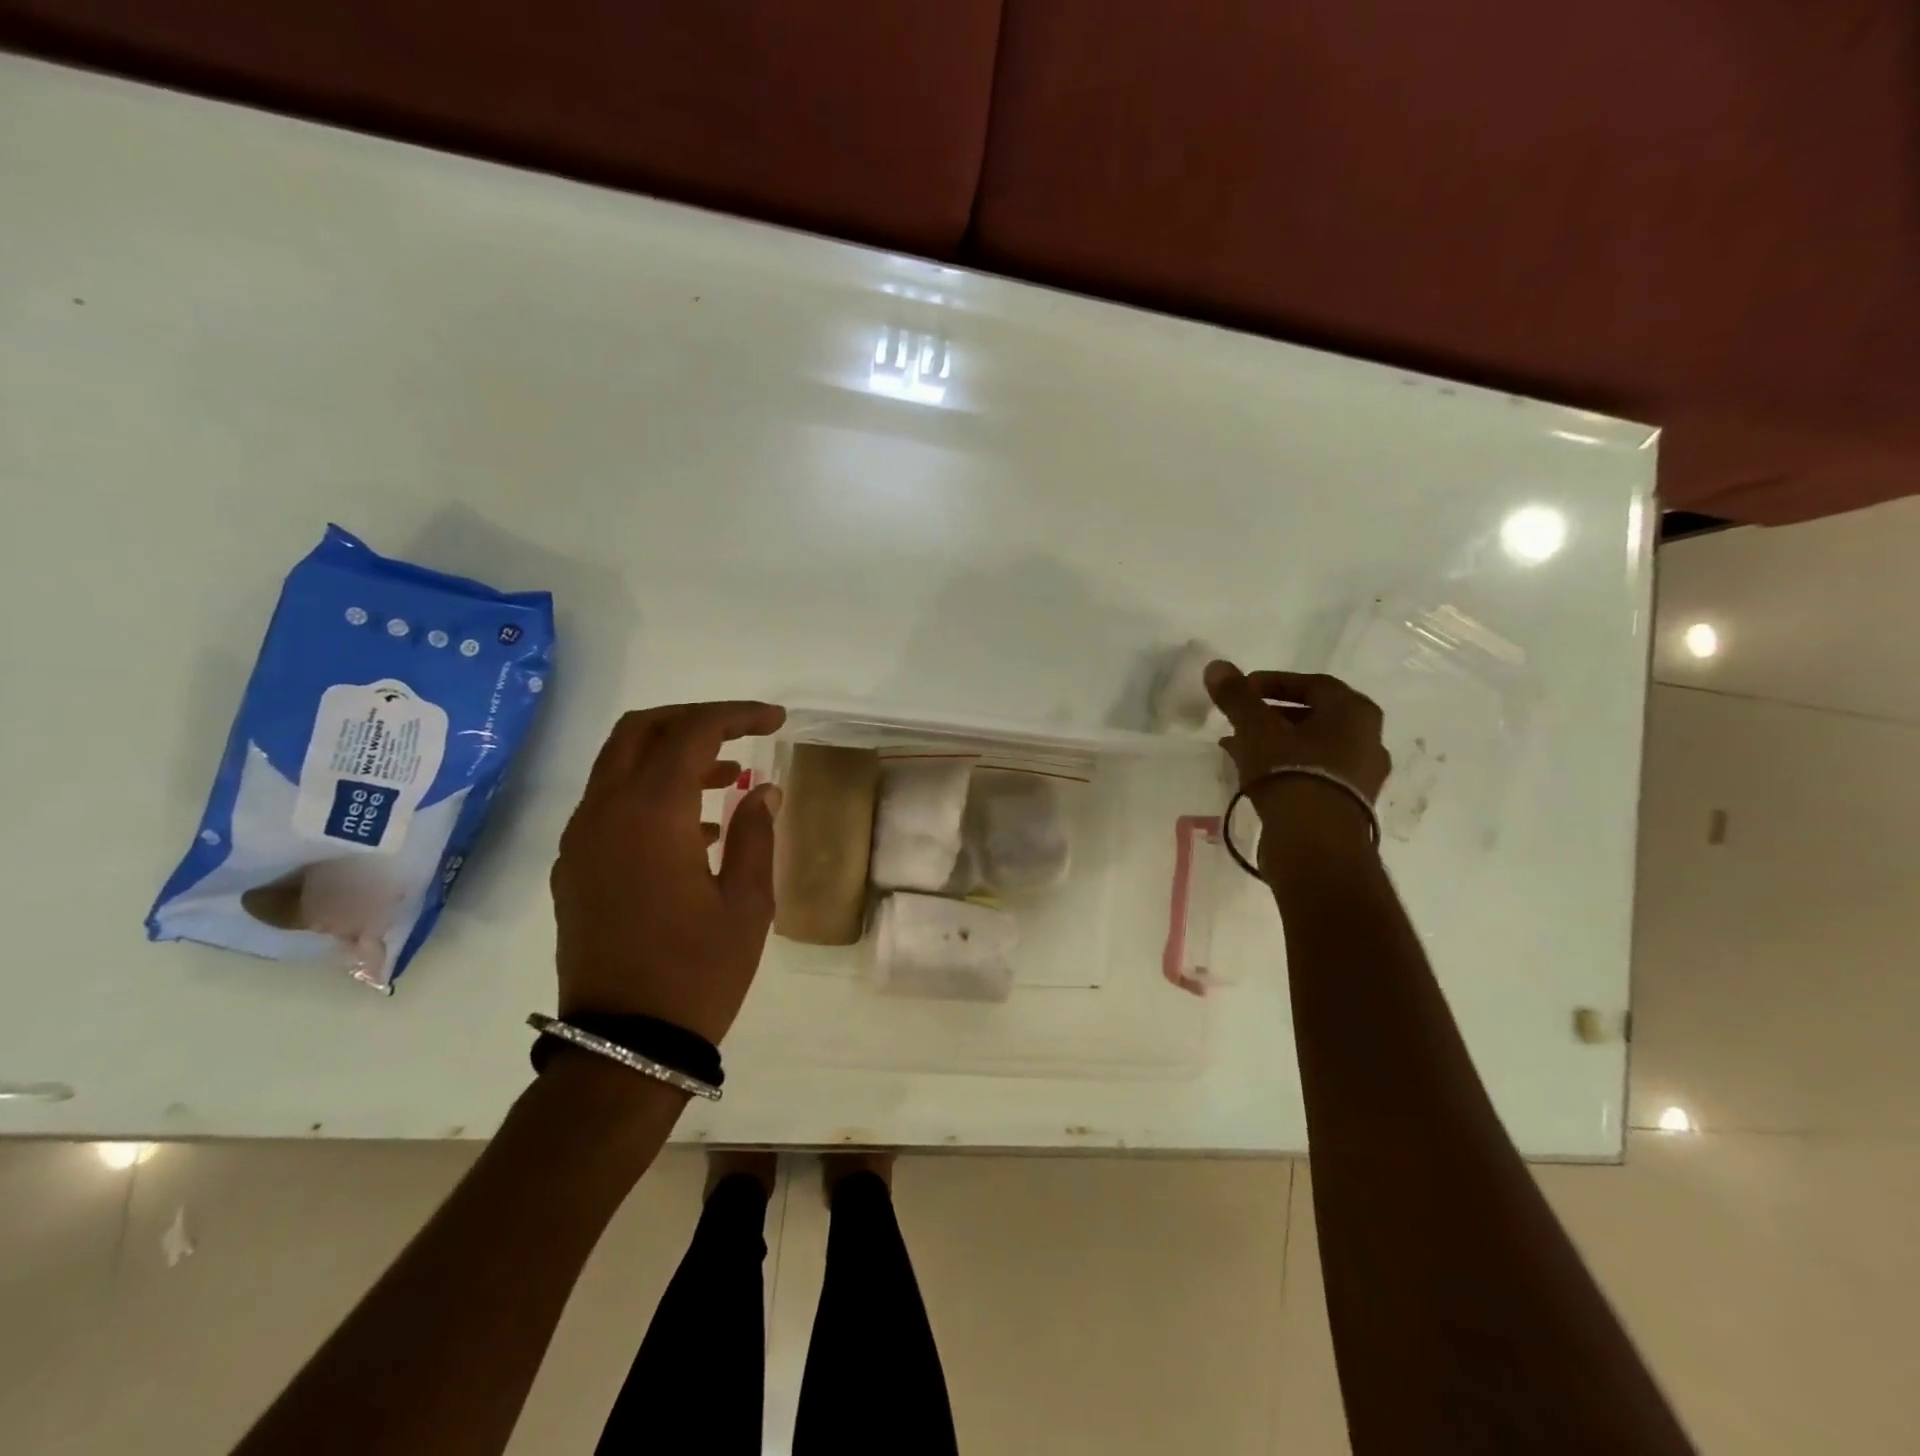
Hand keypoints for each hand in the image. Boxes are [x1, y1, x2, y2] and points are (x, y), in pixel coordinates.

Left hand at [551, 701, 785, 1043]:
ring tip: (728, 779)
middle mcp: (604, 813)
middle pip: (640, 731)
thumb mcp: (748, 903)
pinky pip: (609, 805)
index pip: (692, 733)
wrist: (625, 1045)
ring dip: (671, 756)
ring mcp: (580, 841)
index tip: (776, 721)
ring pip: (619, 766)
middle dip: (694, 720)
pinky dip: (649, 792)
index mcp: (650, 813)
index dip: (737, 716)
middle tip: (741, 732)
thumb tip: (762, 790)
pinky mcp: (573, 869)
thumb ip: (756, 833)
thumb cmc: (698, 972)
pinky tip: (693, 828)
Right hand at [1204, 661, 1389, 851]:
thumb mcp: (1256, 728)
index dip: (1274, 682)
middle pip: (1314, 717)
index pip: (1313, 684)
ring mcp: (1362, 777)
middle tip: (1240, 720)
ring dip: (1276, 744)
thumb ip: (1236, 697)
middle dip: (1272, 716)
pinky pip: (1313, 775)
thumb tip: (1216, 666)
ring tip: (1239, 749)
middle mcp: (1368, 740)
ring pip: (1312, 748)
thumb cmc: (1291, 771)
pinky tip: (1255, 776)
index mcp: (1355, 712)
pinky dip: (1286, 768)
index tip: (1243, 690)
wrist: (1316, 843)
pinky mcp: (1348, 806)